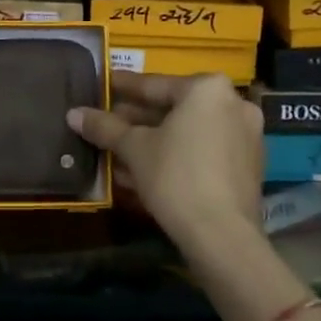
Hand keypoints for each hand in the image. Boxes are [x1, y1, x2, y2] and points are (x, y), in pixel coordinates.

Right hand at [67, 71, 263, 256]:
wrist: (222, 235)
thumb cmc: (175, 176)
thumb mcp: (134, 149)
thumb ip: (104, 127)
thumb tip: (73, 113)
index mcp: (207, 88)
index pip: (154, 84)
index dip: (123, 87)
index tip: (104, 85)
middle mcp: (232, 103)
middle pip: (173, 108)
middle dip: (137, 119)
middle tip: (106, 122)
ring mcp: (245, 136)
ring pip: (188, 132)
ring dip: (154, 140)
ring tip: (117, 151)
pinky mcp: (247, 166)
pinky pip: (203, 150)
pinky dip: (176, 155)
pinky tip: (144, 171)